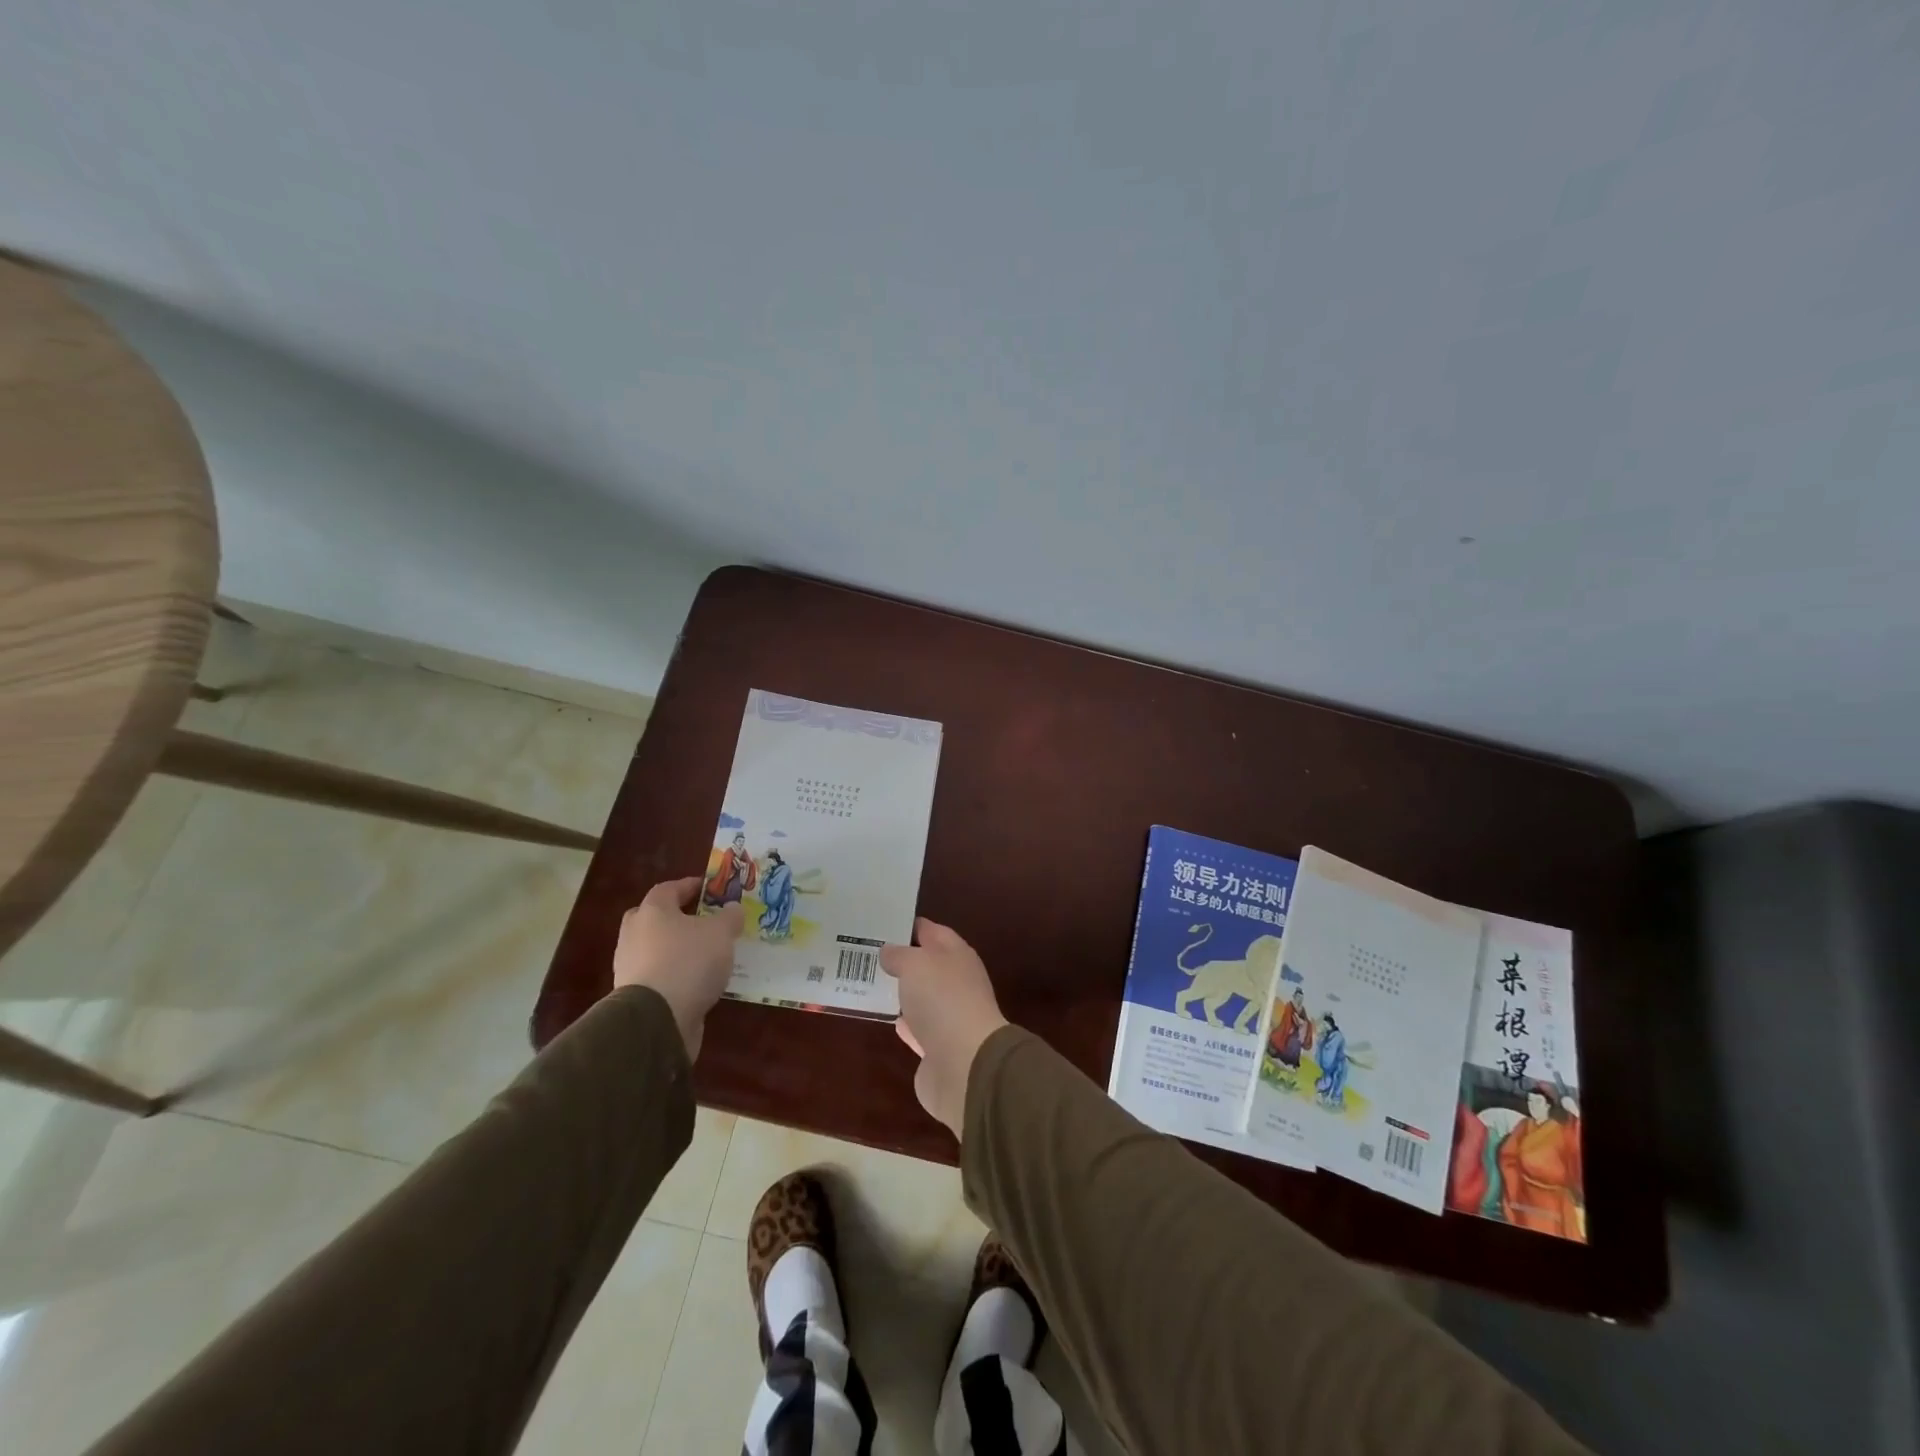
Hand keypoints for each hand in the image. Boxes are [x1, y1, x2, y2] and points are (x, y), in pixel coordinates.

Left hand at [613, 877, 742, 1057]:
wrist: (656, 1019)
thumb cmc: (689, 962)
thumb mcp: (721, 933)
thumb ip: (729, 917)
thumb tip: (732, 908)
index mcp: (652, 911)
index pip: (669, 888)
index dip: (690, 886)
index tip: (710, 889)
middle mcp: (634, 934)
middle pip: (654, 917)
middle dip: (676, 917)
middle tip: (701, 920)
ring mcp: (630, 966)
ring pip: (655, 948)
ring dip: (676, 949)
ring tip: (706, 956)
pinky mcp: (634, 995)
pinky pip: (658, 975)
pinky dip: (674, 974)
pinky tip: (696, 982)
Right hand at [879, 918, 1008, 1137]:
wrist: (965, 1064)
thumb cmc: (942, 1000)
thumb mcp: (915, 964)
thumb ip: (899, 954)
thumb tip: (889, 951)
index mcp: (957, 955)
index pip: (932, 931)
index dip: (909, 925)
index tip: (881, 922)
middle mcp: (956, 983)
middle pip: (927, 965)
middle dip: (902, 960)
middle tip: (867, 953)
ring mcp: (949, 1017)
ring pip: (922, 997)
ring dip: (903, 992)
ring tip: (871, 983)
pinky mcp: (938, 1049)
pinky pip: (917, 1029)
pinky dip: (905, 1023)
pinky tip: (887, 1018)